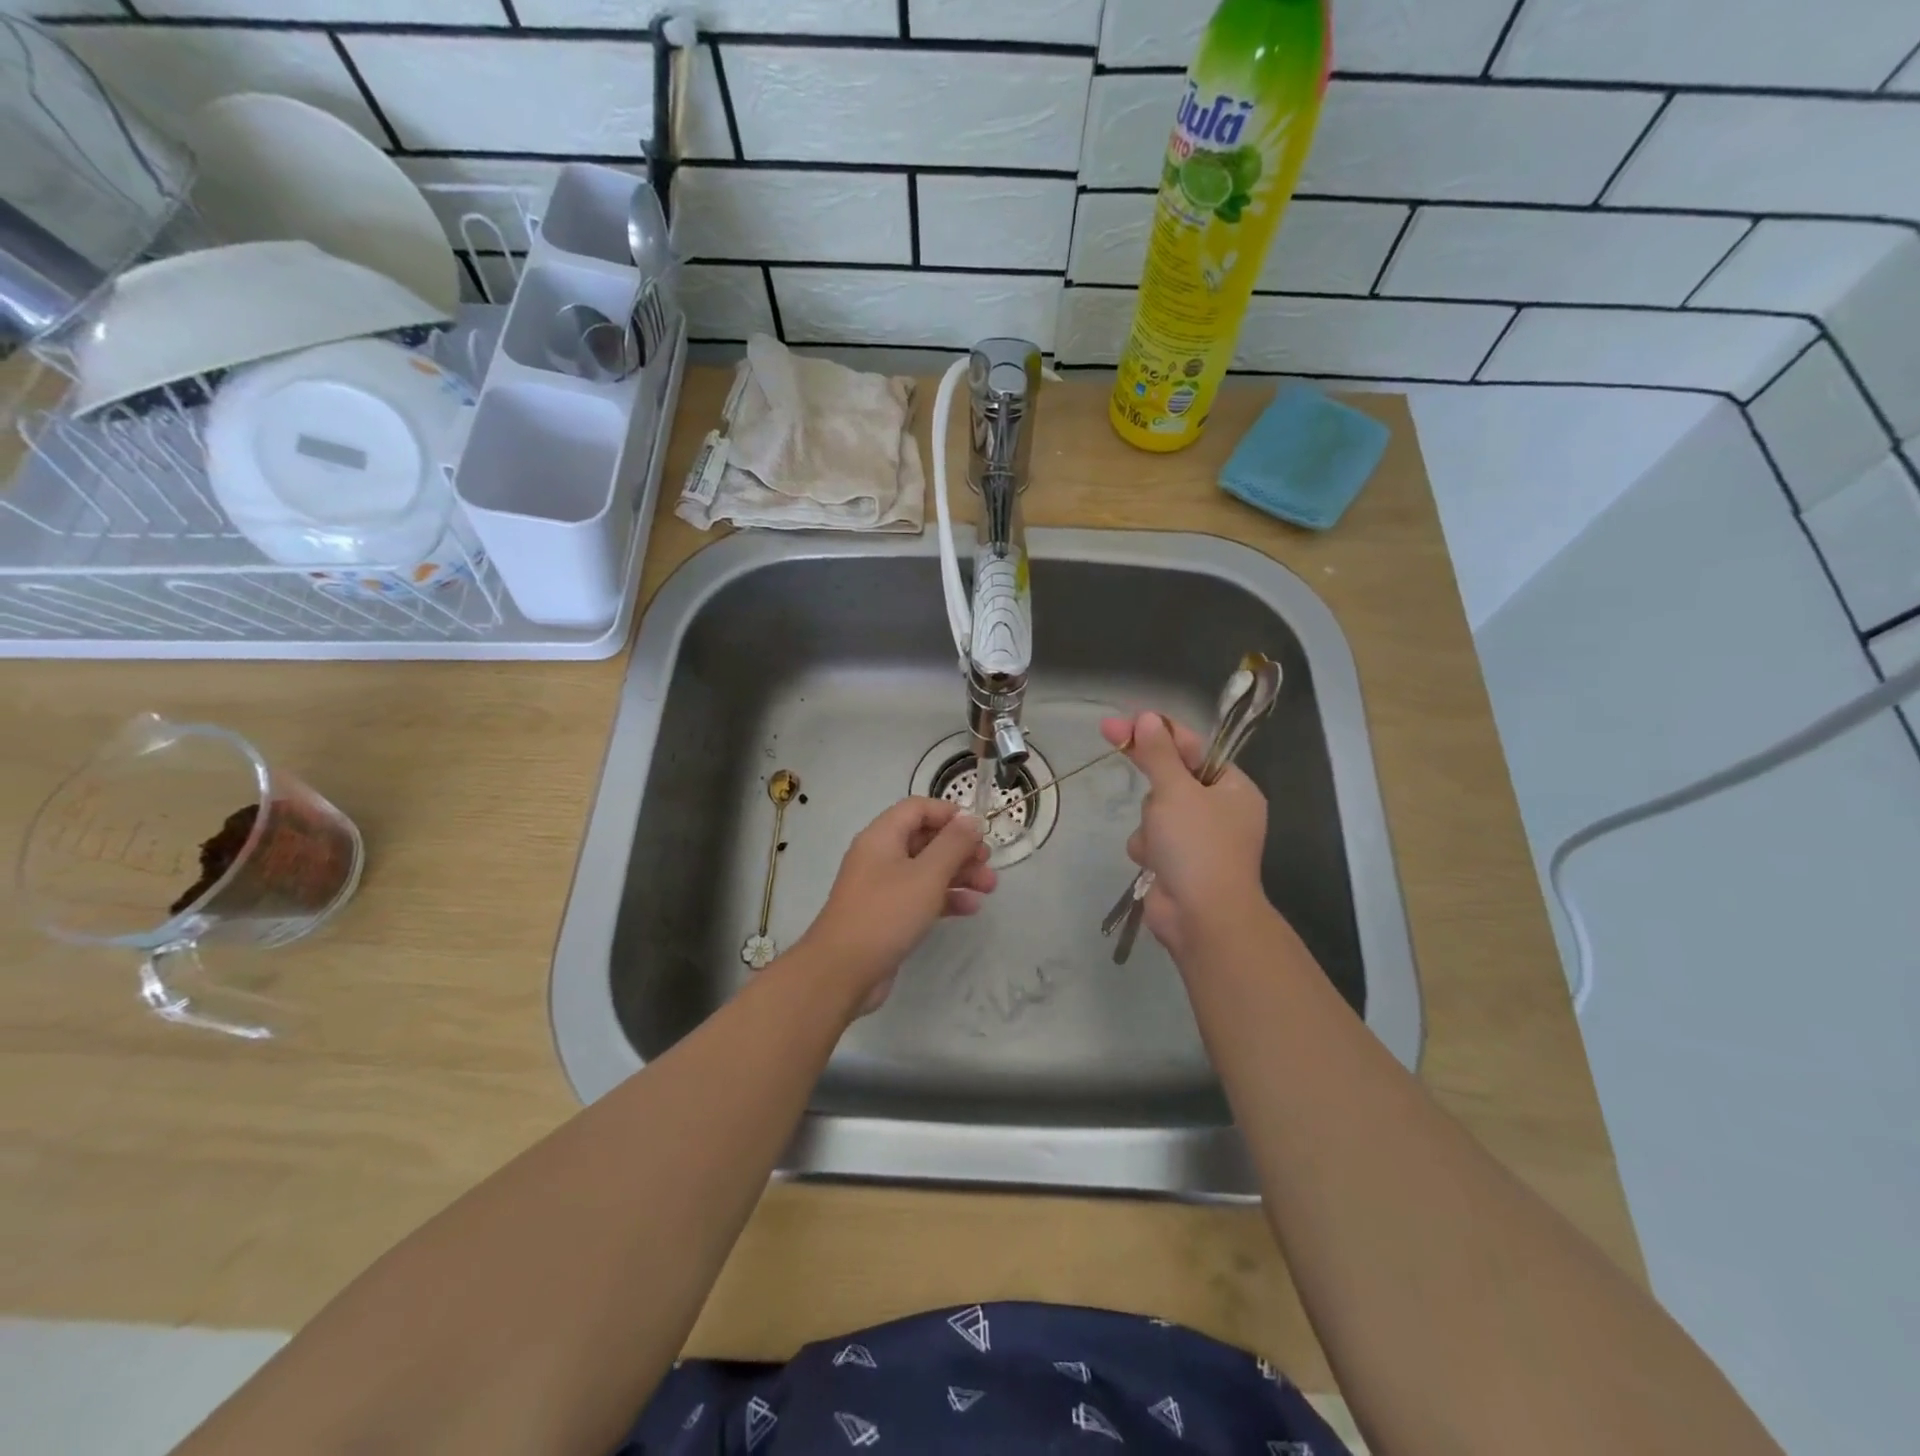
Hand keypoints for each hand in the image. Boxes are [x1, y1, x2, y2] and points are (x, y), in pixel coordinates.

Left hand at [794, 797, 996, 1014]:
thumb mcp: (927, 874)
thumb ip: (953, 844)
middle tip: (988, 862)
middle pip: (925, 839)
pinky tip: (971, 908)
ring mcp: (882, 887)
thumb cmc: (886, 914)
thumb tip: (971, 820)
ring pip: (926, 870)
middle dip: (960, 848)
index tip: (978, 829)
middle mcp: (880, 856)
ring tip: (989, 887)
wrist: (842, 971)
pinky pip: (920, 896)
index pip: (917, 808)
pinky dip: (945, 898)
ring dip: (958, 874)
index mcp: (882, 837)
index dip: (948, 814)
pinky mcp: (887, 915)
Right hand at [1099, 711, 1269, 961]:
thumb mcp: (1175, 791)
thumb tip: (1148, 719)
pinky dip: (1147, 848)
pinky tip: (1154, 863)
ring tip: (1158, 840)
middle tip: (1110, 737)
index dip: (1155, 731)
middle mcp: (1220, 812)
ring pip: (1156, 811)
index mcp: (1233, 789)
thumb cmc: (1197, 846)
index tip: (1120, 721)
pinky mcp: (1177, 864)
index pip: (1192, 747)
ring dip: (1148, 822)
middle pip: (1171, 778)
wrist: (1202, 918)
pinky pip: (1151, 840)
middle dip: (1153, 784)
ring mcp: (1199, 840)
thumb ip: (1158, 754)